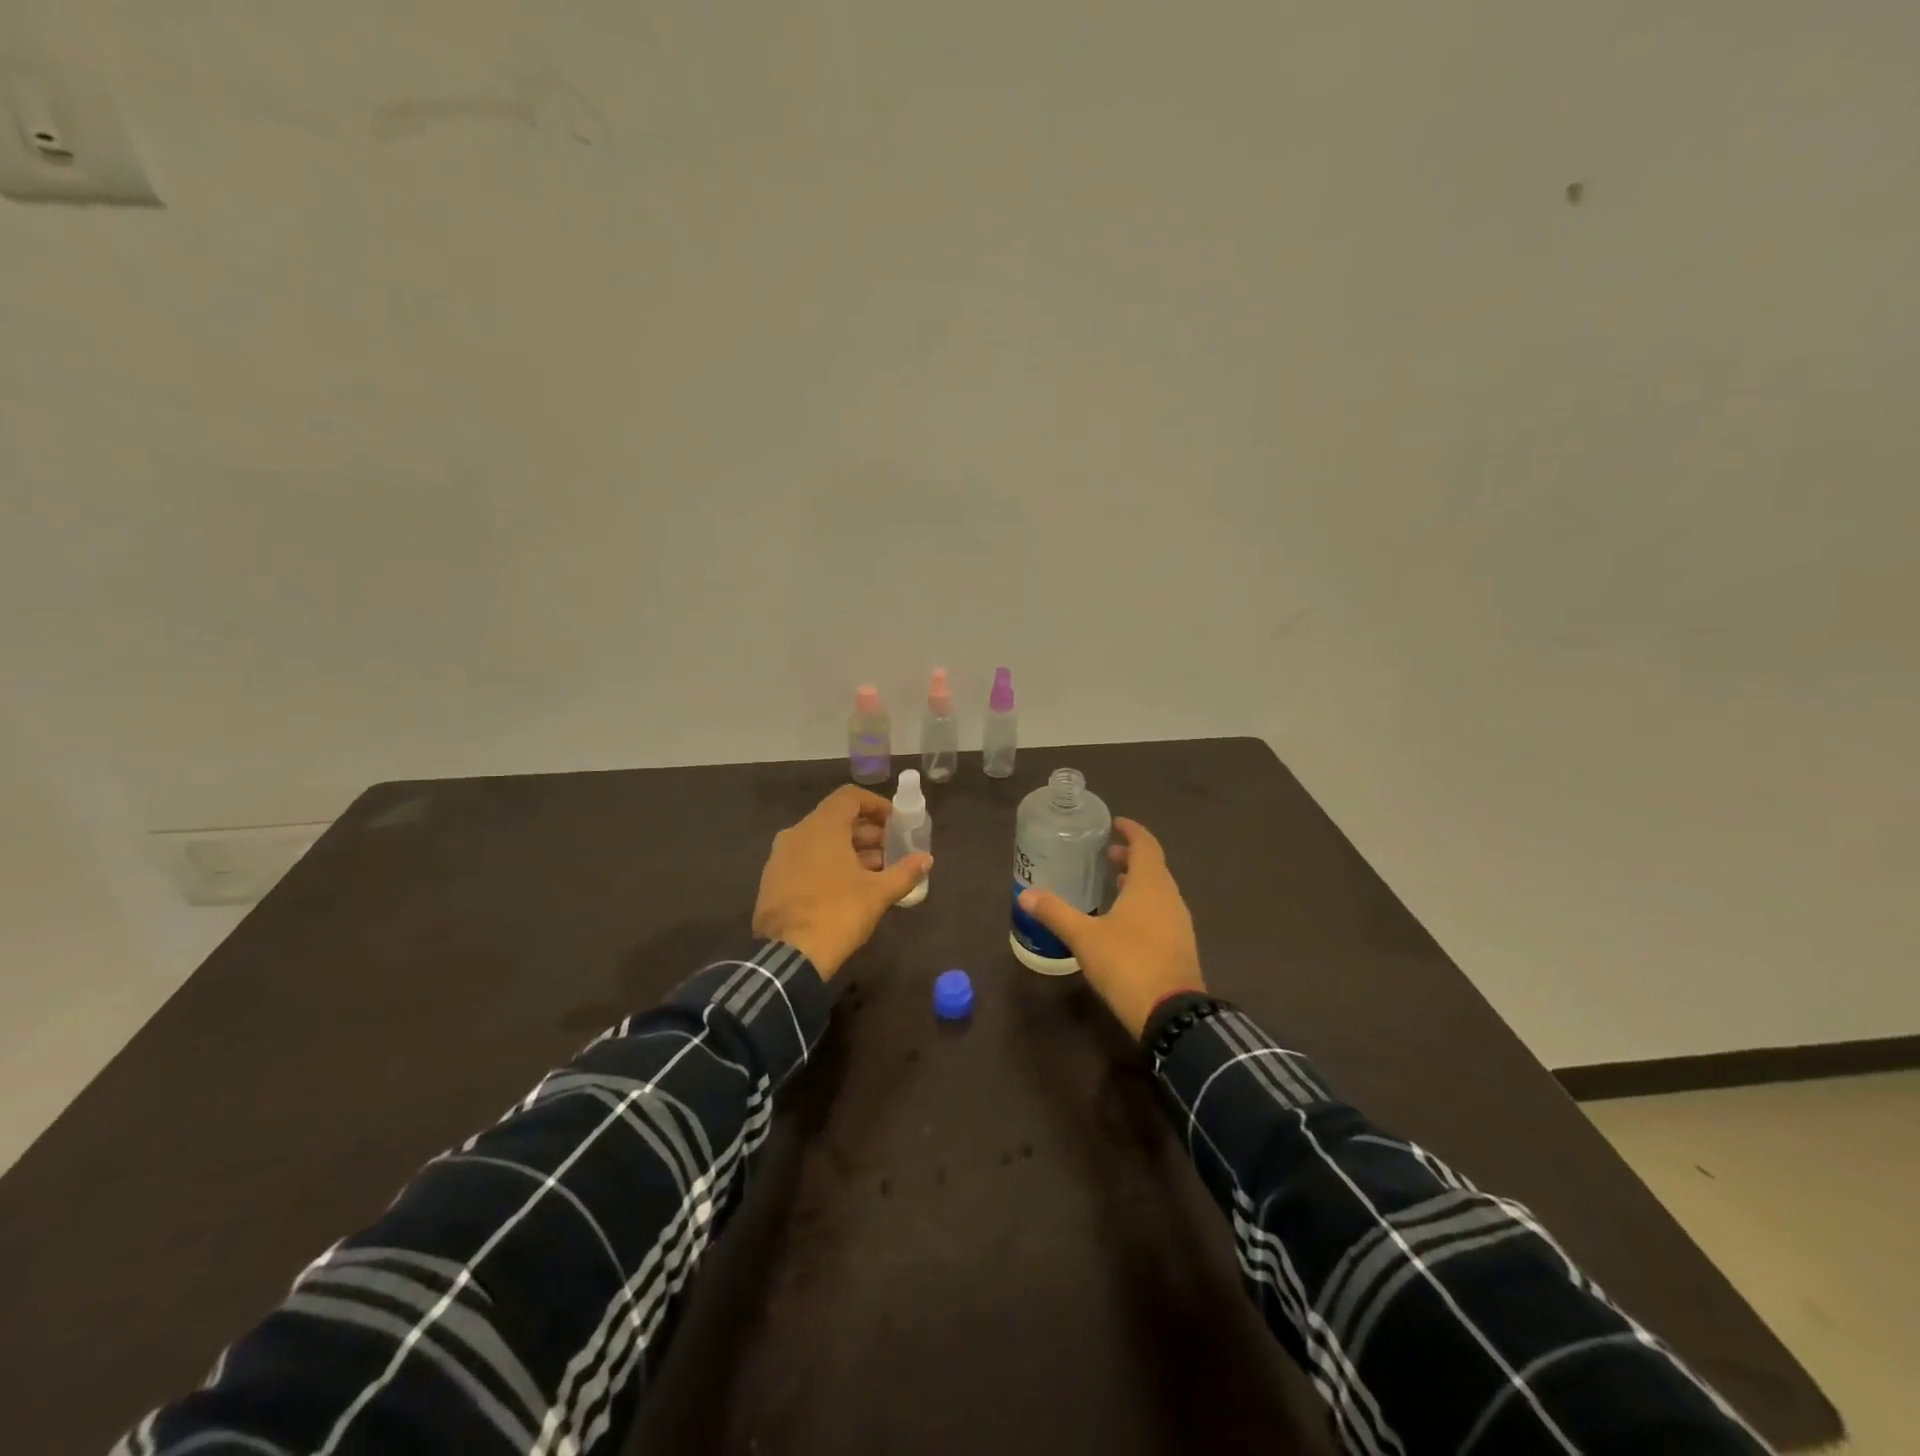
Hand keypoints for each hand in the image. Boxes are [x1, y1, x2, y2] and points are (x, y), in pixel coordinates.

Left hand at [752, 785, 931, 978]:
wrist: (788, 956)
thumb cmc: (838, 913)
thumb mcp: (878, 893)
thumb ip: (904, 872)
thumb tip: (926, 859)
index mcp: (821, 827)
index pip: (850, 797)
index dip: (876, 805)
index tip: (895, 822)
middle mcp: (797, 833)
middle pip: (836, 819)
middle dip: (867, 832)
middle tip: (891, 850)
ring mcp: (780, 858)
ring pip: (820, 842)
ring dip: (850, 850)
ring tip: (876, 872)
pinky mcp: (773, 881)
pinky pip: (806, 860)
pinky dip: (829, 864)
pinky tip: (848, 888)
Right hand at [1017, 818, 1203, 1036]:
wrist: (1171, 1013)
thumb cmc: (1127, 963)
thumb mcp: (1084, 937)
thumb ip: (1055, 913)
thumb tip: (1025, 895)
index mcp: (1150, 884)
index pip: (1145, 844)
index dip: (1131, 831)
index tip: (1115, 823)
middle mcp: (1170, 897)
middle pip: (1153, 866)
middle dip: (1130, 857)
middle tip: (1105, 855)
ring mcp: (1179, 923)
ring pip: (1158, 890)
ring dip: (1137, 882)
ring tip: (1111, 884)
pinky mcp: (1180, 946)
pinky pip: (1161, 911)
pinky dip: (1143, 904)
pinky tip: (1123, 921)